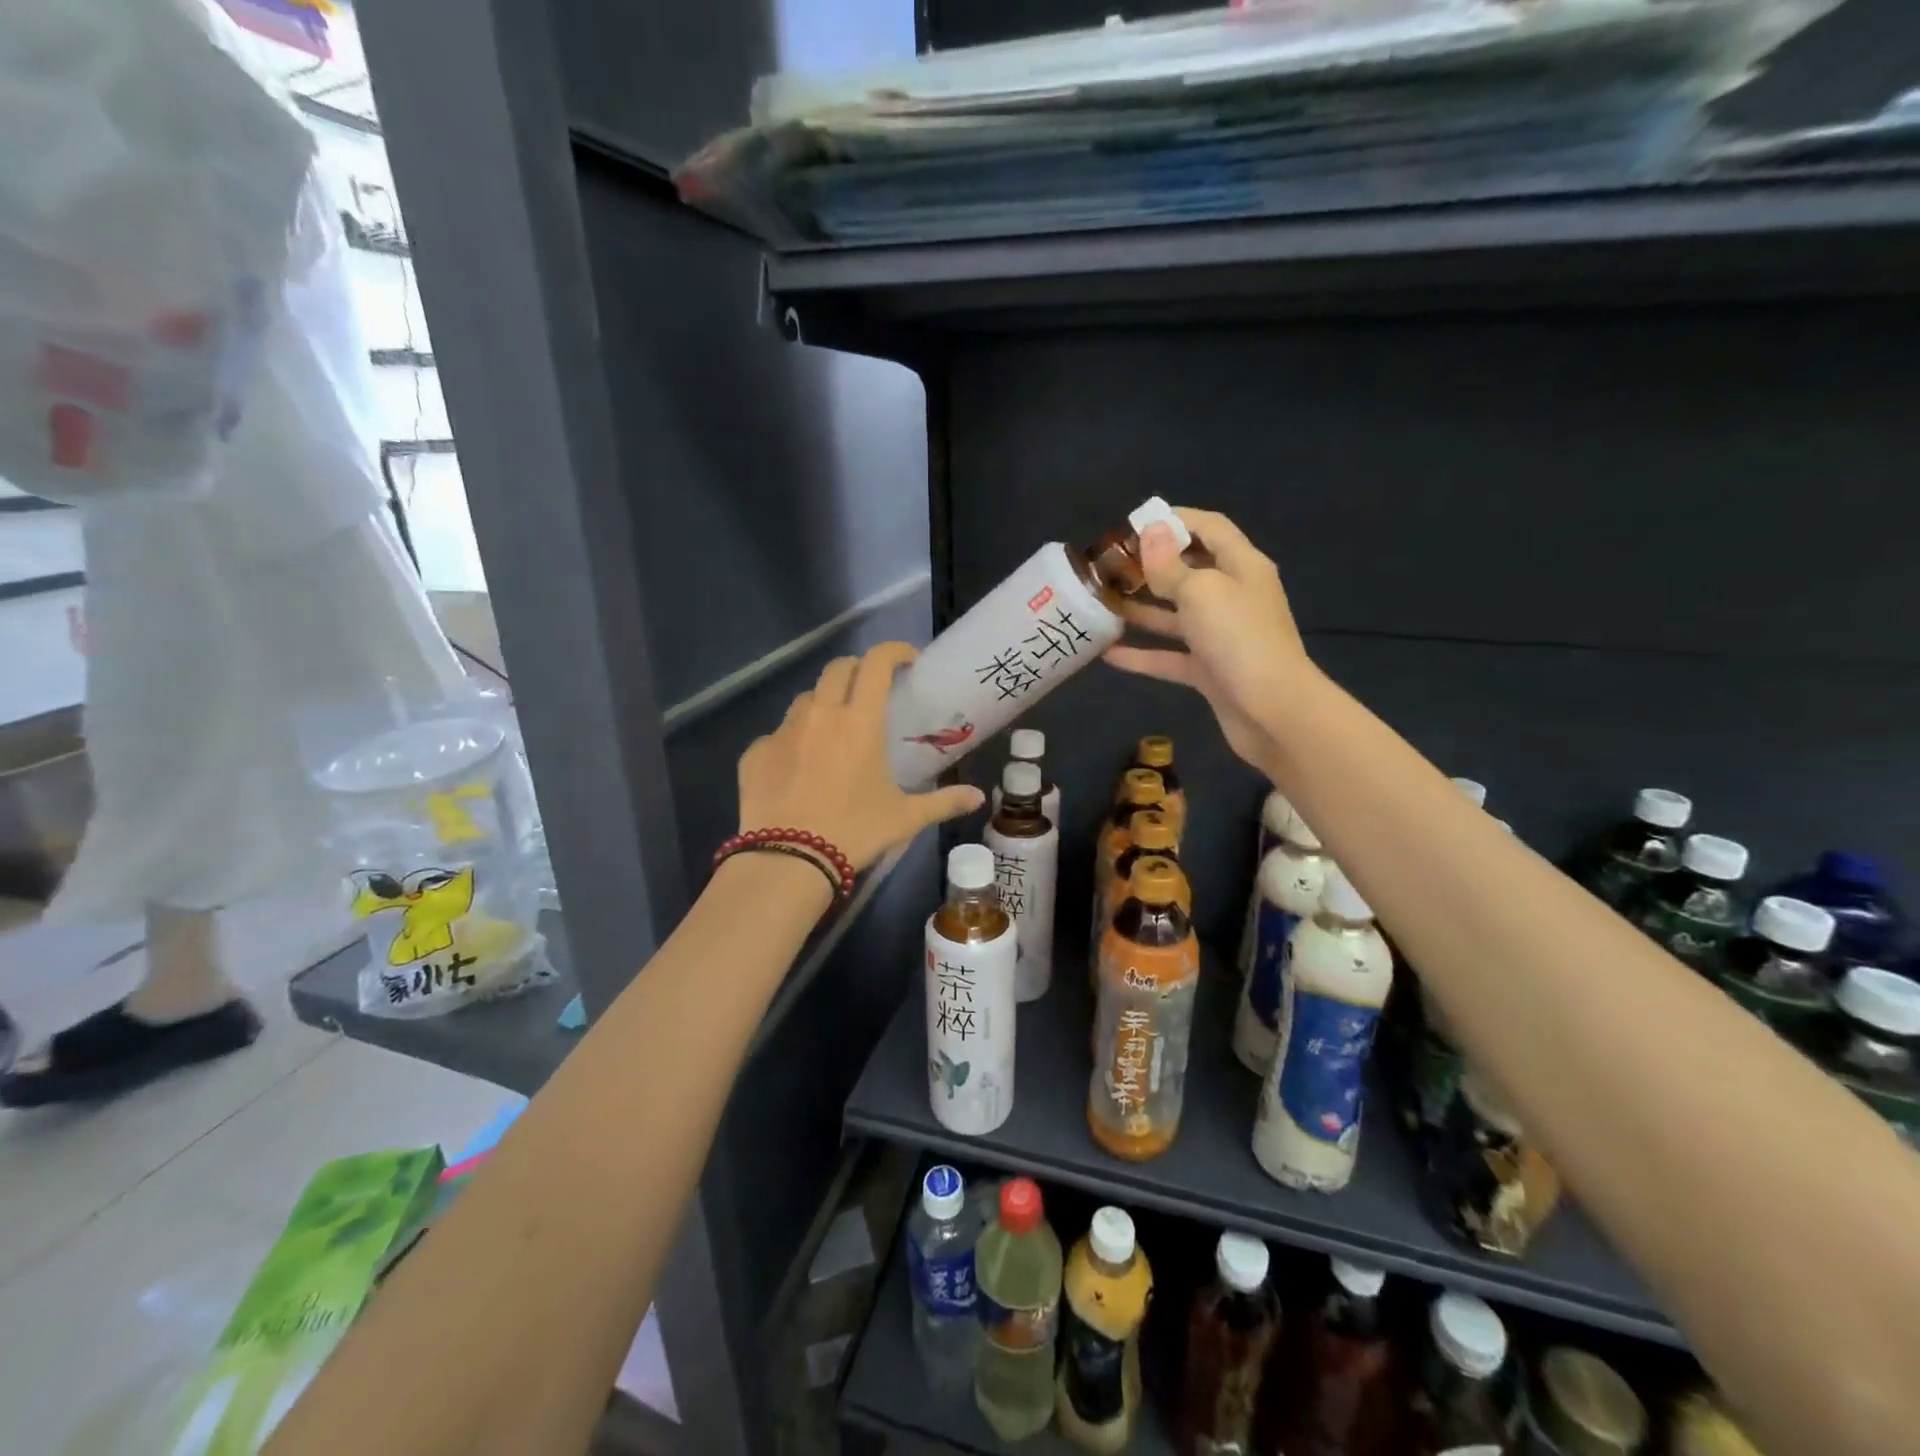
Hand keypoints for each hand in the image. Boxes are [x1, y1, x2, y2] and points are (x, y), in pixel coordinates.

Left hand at [738, 642, 984, 871]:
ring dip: (824, 704)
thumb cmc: (855, 831)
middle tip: (870, 692)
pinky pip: (777, 735)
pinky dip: (793, 742)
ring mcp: (783, 731)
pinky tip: (798, 770)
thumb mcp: (905, 818)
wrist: (789, 860)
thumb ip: (943, 802)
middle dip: (857, 670)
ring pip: (806, 699)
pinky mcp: (756, 752)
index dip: (893, 651)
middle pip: (837, 669)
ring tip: (833, 732)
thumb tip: (978, 798)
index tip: (906, 660)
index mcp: (860, 721)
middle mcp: (821, 714)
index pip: (876, 663)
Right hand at [1104, 507, 1310, 774]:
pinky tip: (1107, 653)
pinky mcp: (1209, 671)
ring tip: (1102, 603)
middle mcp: (1233, 596)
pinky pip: (1170, 656)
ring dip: (1141, 609)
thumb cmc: (1239, 638)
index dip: (1175, 521)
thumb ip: (1170, 565)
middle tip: (1109, 567)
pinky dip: (1142, 654)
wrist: (1273, 712)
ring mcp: (1221, 636)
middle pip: (1189, 571)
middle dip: (1150, 567)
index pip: (1210, 528)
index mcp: (1241, 566)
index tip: (1133, 526)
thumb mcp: (1201, 591)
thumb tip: (1151, 531)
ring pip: (1175, 615)